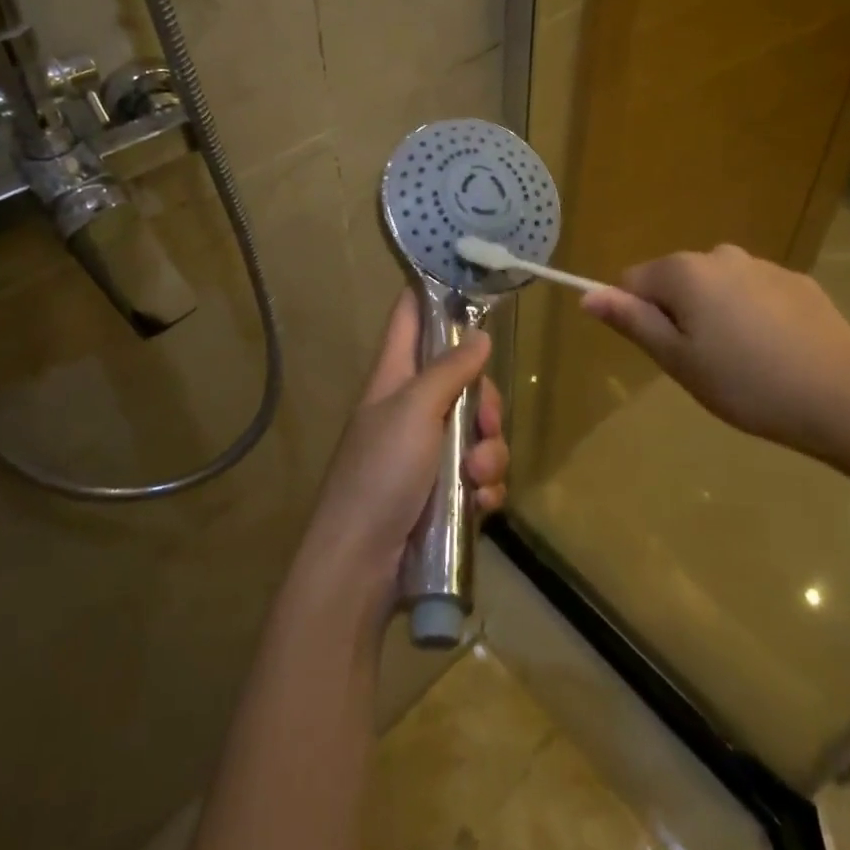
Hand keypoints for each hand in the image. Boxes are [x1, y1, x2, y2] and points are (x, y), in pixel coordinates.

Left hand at [303, 291, 508, 601]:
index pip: (409, 317)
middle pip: (462, 379)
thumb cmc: (380, 474)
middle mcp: (411, 408)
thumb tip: (479, 334)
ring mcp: (427, 452)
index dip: (433, 294)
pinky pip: (479, 474)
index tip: (469, 282)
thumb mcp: (414, 411)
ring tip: (475, 478)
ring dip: (488, 453)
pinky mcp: (443, 492)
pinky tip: (479, 505)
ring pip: (477, 431)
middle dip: (484, 401)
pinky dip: (485, 487)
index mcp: (394, 377)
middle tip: (484, 422)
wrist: (361, 567)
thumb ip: (449, 370)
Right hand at [581, 244, 849, 463]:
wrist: (841, 396)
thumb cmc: (745, 382)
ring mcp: (762, 265)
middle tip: (704, 363)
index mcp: (684, 271)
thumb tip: (588, 295)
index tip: (667, 353)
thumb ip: (631, 320)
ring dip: (716, 314)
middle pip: (676, 281)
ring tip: (743, 361)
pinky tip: (776, 351)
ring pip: (717, 287)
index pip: (632, 282)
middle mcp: (720, 254)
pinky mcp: (797, 281)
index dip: (639, 317)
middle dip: (679, 315)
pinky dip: (753, 315)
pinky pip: (754, 292)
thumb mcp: (677, 360)